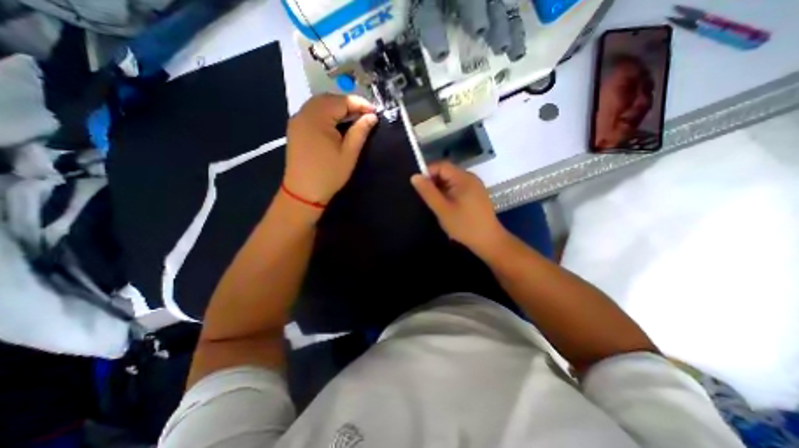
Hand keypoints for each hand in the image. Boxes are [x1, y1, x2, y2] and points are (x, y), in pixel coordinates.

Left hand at [283, 95, 378, 205]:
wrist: (303, 192)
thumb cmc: (329, 174)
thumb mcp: (349, 154)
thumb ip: (360, 132)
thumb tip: (372, 117)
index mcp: (317, 118)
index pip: (341, 101)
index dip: (360, 104)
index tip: (375, 112)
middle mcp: (304, 113)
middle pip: (329, 99)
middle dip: (348, 103)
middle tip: (364, 115)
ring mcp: (297, 120)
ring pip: (319, 104)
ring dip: (337, 107)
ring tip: (353, 119)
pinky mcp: (295, 128)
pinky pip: (312, 112)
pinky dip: (326, 113)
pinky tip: (336, 124)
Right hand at [411, 163, 504, 257]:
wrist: (488, 240)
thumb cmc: (464, 225)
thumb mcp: (442, 209)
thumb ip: (428, 192)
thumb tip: (414, 176)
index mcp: (463, 178)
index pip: (441, 165)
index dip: (427, 172)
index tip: (418, 187)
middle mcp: (470, 177)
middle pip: (446, 172)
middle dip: (433, 182)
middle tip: (425, 197)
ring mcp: (474, 186)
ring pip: (451, 181)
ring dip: (440, 189)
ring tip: (434, 203)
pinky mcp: (475, 194)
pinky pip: (457, 187)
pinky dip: (448, 193)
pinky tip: (445, 205)